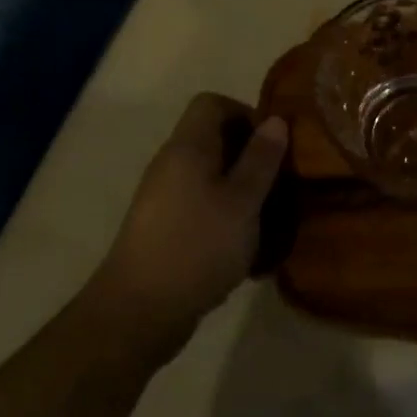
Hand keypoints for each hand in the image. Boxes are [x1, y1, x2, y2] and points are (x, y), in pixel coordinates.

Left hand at [95, 93, 288, 359]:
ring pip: (209, 175)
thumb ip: (261, 159)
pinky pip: (200, 205)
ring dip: (241, 188)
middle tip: (279, 181)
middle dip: (250, 154)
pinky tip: (244, 244)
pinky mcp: (163, 228)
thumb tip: (276, 120)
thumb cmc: (197, 246)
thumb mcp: (242, 201)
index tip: (272, 144)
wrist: (137, 312)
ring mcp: (163, 198)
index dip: (245, 113)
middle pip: (212, 138)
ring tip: (268, 215)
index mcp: (187, 148)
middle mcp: (171, 164)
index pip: (212, 103)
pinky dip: (225, 214)